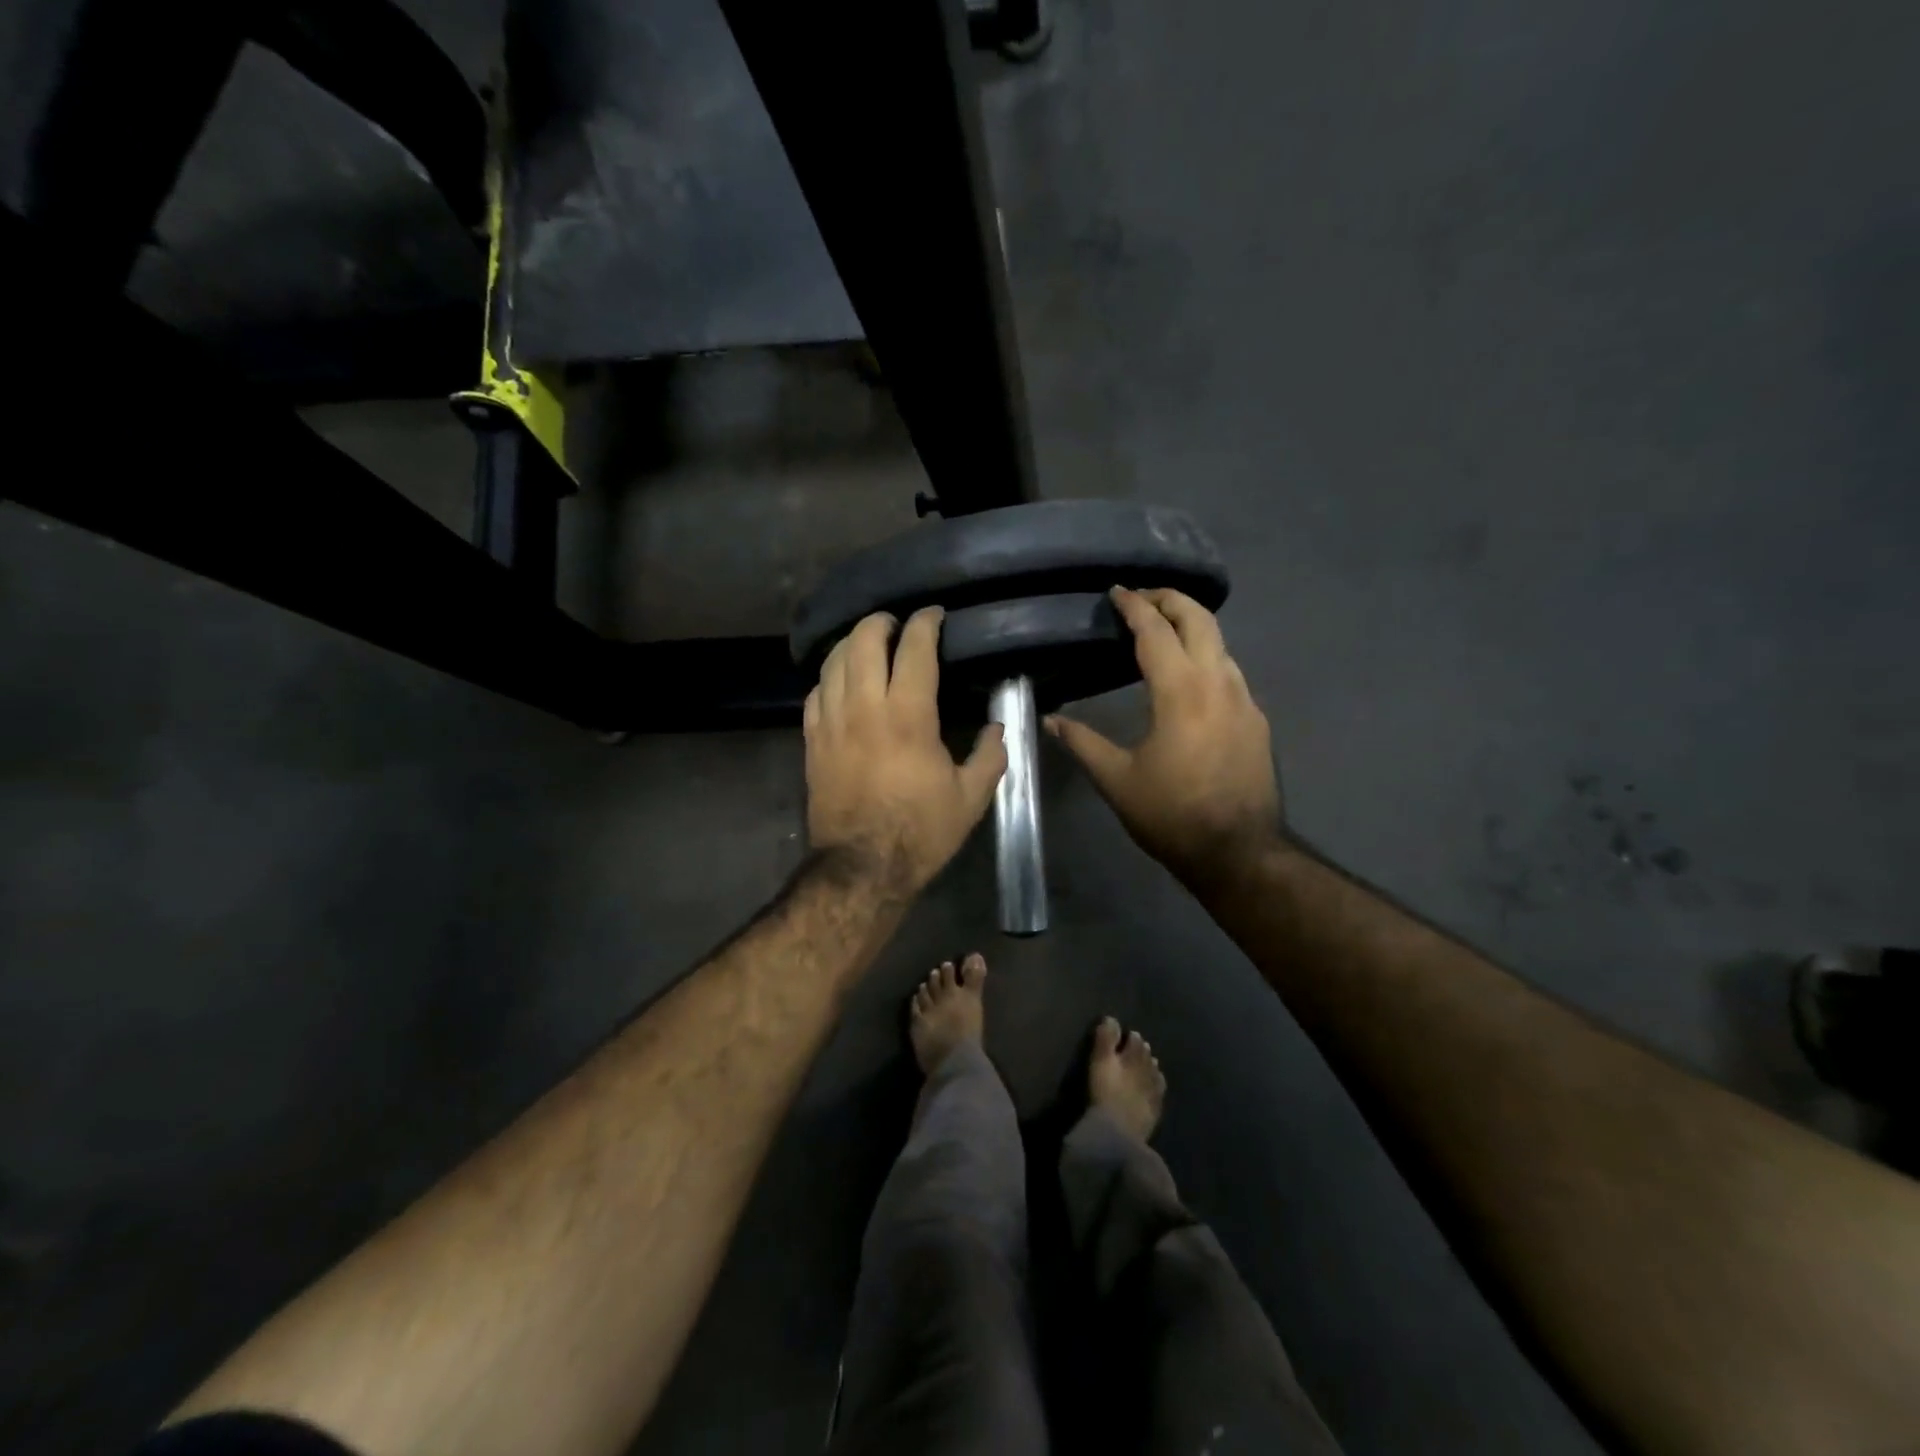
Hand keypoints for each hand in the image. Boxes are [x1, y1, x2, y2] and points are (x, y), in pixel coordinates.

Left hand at [805, 608, 1007, 895]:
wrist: (862, 868)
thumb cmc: (920, 832)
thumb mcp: (971, 798)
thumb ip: (990, 755)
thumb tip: (999, 727)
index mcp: (908, 716)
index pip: (914, 649)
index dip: (925, 623)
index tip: (934, 615)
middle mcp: (865, 707)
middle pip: (864, 641)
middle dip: (881, 621)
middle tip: (897, 623)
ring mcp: (832, 722)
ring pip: (834, 661)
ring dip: (853, 643)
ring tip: (869, 643)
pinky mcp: (811, 741)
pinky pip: (815, 693)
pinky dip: (830, 677)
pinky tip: (841, 681)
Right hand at [1047, 587, 1281, 889]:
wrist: (1239, 852)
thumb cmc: (1172, 815)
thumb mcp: (1117, 781)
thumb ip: (1083, 743)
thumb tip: (1050, 721)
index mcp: (1181, 692)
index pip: (1156, 631)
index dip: (1134, 606)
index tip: (1116, 591)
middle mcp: (1218, 683)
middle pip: (1199, 619)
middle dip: (1170, 599)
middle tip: (1142, 597)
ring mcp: (1244, 700)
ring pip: (1220, 642)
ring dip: (1191, 625)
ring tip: (1163, 629)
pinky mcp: (1256, 719)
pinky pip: (1230, 671)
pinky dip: (1207, 655)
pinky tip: (1189, 676)